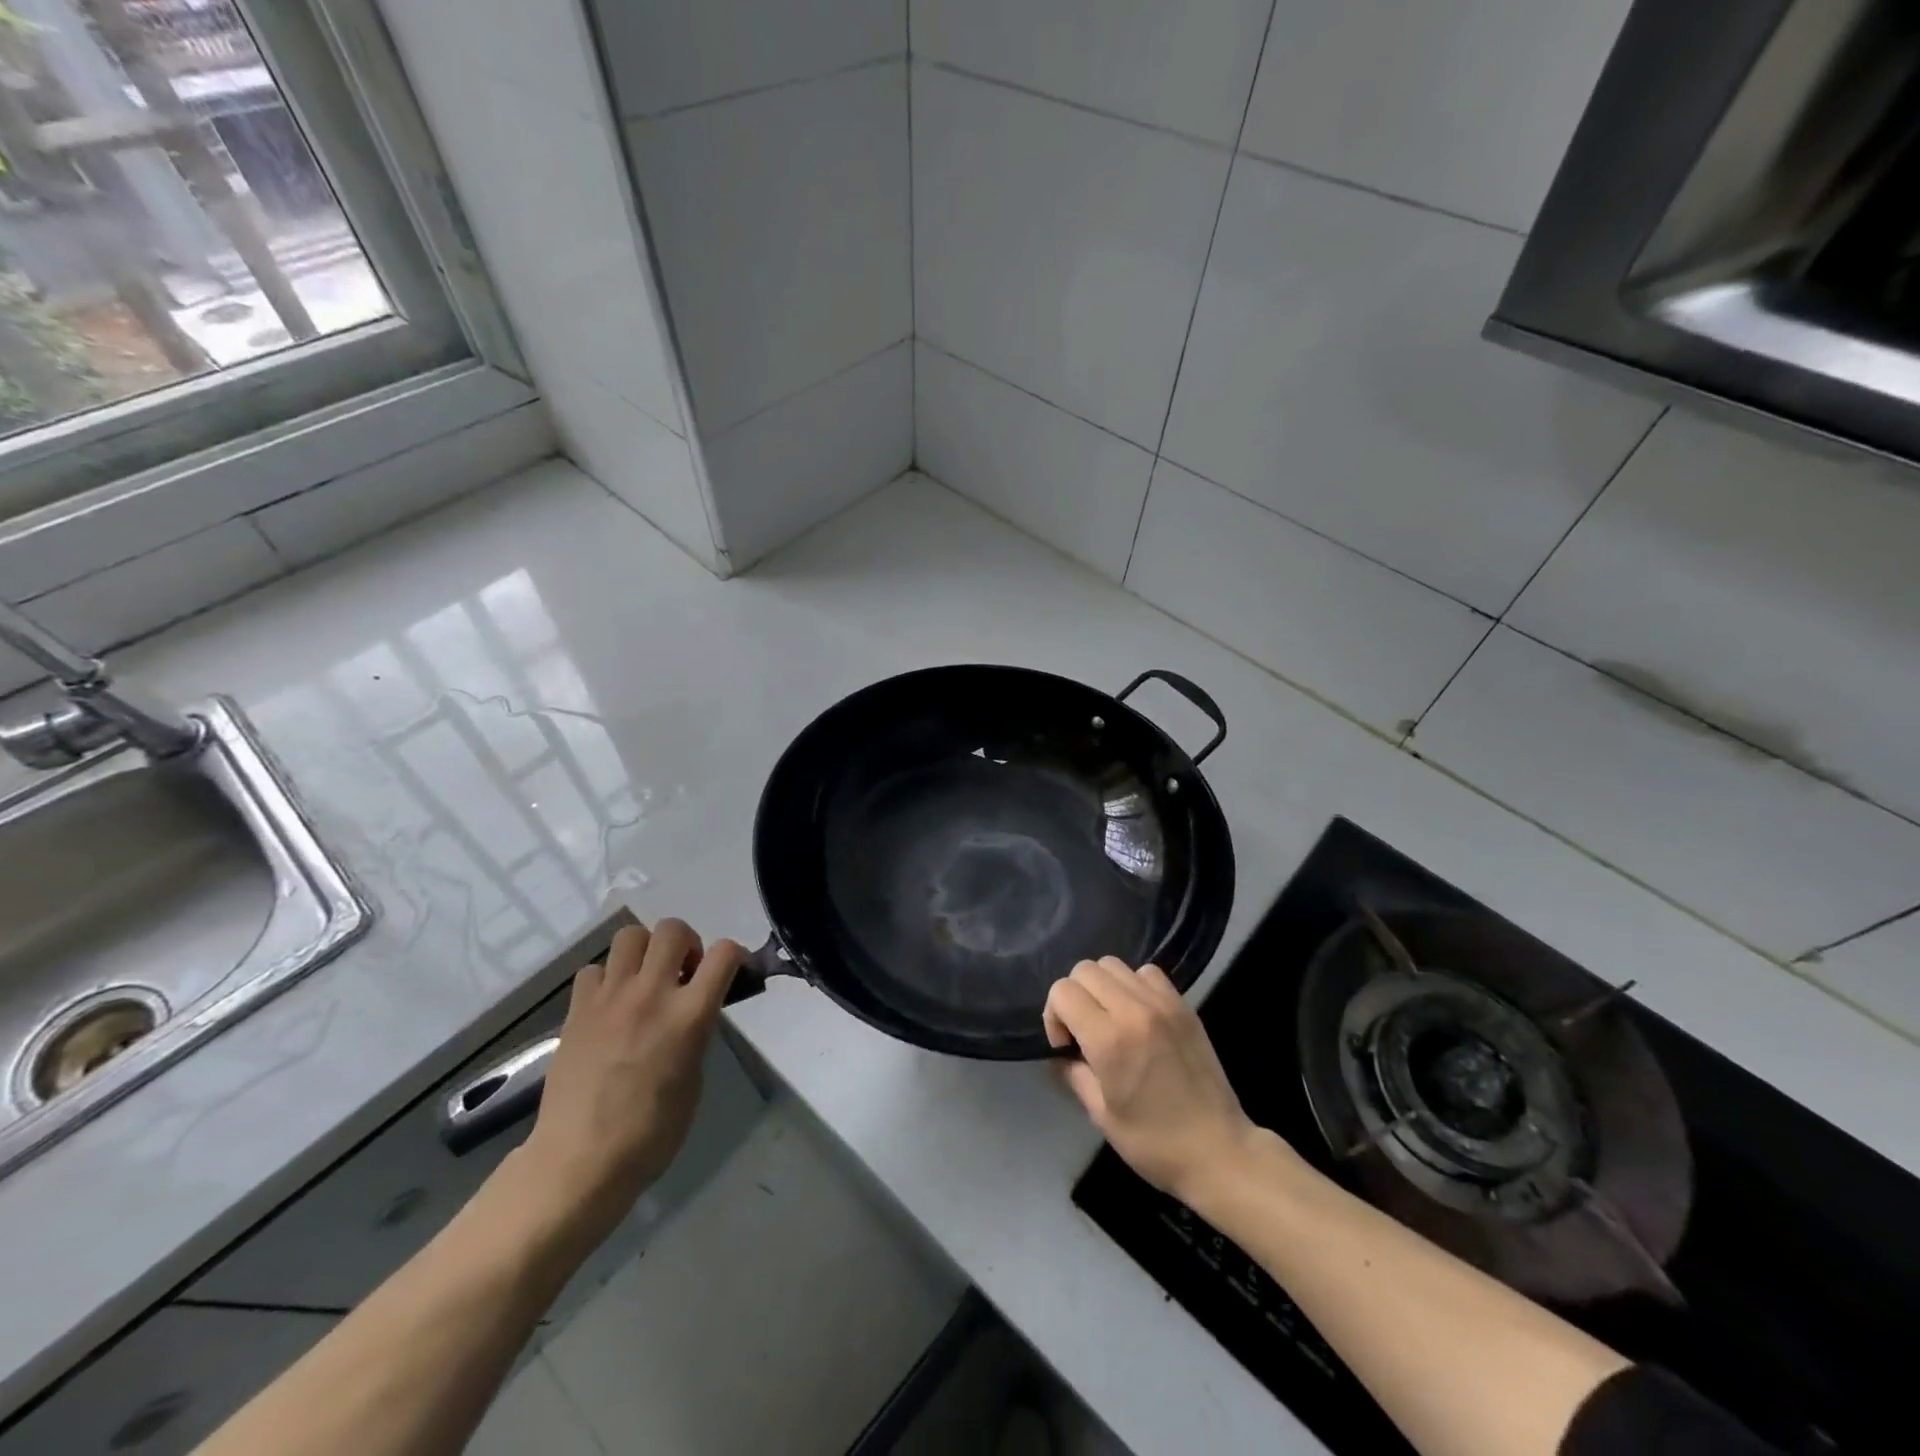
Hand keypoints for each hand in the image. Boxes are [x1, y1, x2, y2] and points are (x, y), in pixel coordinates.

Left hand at [515, 919, 742, 1244]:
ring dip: (645, 950)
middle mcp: (652, 994)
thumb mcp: (694, 1079)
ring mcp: (610, 998)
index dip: (734, 955)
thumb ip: (696, 1033)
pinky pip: (594, 969)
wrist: (580, 1161)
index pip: (724, 954)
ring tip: (645, 980)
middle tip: (684, 973)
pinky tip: (610, 1005)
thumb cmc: (651, 1133)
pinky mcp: (577, 1010)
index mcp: (690, 1015)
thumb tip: (691, 1013)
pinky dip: (607, 978)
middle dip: (687, 943)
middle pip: (673, 929)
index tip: (731, 971)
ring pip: (630, 935)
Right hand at [1044, 957, 1261, 1201]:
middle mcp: (1134, 1010)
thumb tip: (1061, 1053)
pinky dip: (1133, 984)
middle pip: (1085, 970)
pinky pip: (1146, 972)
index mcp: (1109, 1040)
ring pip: (1113, 964)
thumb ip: (1073, 1073)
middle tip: (1084, 1031)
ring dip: (1102, 986)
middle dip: (1074, 996)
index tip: (1066, 1045)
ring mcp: (1163, 1003)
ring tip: (1110, 1019)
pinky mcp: (1183, 1005)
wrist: (1219, 1151)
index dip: (1054, 1015)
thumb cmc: (1154, 1143)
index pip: (1063, 991)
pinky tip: (1138, 1014)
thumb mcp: (1100, 1115)